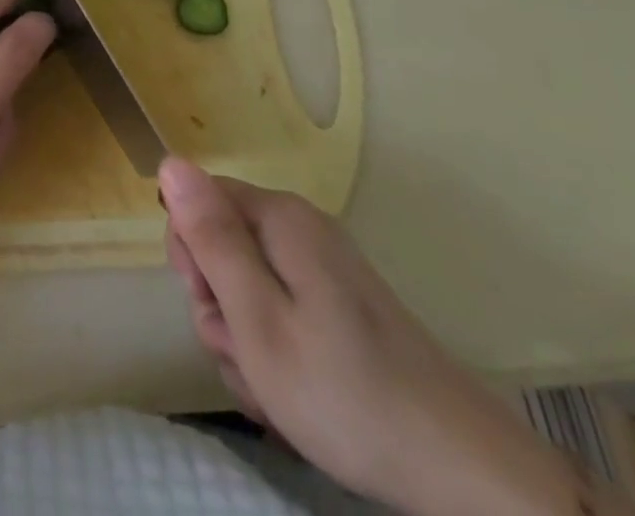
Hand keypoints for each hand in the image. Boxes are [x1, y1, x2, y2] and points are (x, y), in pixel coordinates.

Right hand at [161, 161, 610, 515]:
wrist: (463, 473)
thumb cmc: (344, 391)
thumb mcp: (256, 316)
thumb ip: (210, 237)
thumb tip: (171, 161)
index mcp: (279, 218)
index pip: (196, 202)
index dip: (191, 255)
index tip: (213, 305)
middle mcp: (300, 231)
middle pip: (221, 249)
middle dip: (219, 308)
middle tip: (246, 354)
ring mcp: (323, 273)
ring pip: (246, 292)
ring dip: (245, 343)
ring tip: (274, 391)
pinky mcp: (339, 312)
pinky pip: (280, 317)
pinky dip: (275, 357)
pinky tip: (294, 399)